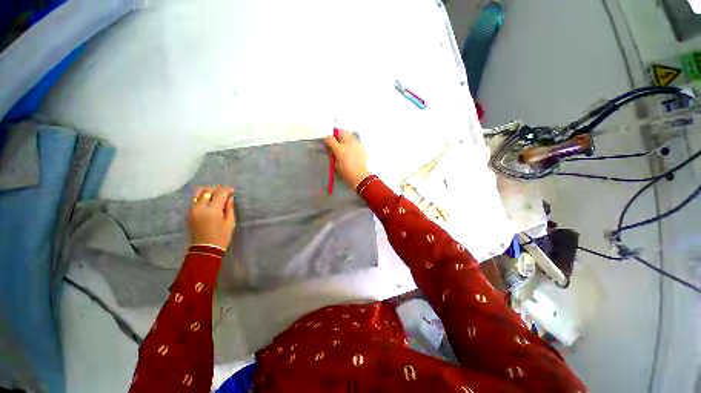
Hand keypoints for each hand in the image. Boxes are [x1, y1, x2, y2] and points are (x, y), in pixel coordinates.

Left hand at [189, 186, 235, 249]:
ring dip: (209, 191)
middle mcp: (200, 207)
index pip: (220, 193)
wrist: (205, 249)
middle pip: (207, 190)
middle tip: (226, 193)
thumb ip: (229, 207)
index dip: (227, 190)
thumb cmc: (222, 236)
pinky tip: (210, 201)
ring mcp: (192, 209)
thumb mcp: (230, 222)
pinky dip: (202, 196)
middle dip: (218, 189)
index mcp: (212, 210)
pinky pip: (195, 199)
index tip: (233, 191)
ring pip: (198, 192)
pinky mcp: (189, 212)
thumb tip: (230, 197)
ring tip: (216, 195)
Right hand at [324, 129, 368, 187]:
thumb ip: (333, 155)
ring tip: (344, 144)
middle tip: (335, 140)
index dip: (326, 139)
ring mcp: (356, 145)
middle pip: (341, 132)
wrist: (360, 177)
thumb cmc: (347, 173)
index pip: (330, 139)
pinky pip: (355, 140)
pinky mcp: (362, 147)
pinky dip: (352, 142)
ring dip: (345, 137)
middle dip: (337, 135)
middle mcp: (348, 144)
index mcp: (339, 150)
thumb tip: (331, 149)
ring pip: (349, 135)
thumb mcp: (336, 165)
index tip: (326, 141)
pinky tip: (351, 148)